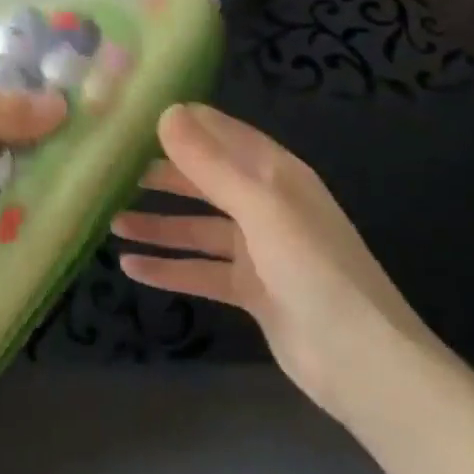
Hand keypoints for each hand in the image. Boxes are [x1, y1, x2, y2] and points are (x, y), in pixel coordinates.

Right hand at [114, 104, 452, 432]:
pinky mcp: (251, 290)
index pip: (221, 134)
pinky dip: (170, 268)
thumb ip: (211, 163)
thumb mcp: (260, 207)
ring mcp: (259, 249)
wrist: (362, 362)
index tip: (132, 118)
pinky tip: (131, 268)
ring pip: (198, 228)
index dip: (181, 123)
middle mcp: (266, 204)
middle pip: (205, 180)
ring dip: (159, 225)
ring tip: (112, 222)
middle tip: (112, 172)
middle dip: (163, 176)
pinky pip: (201, 271)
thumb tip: (167, 112)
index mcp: (275, 173)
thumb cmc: (313, 268)